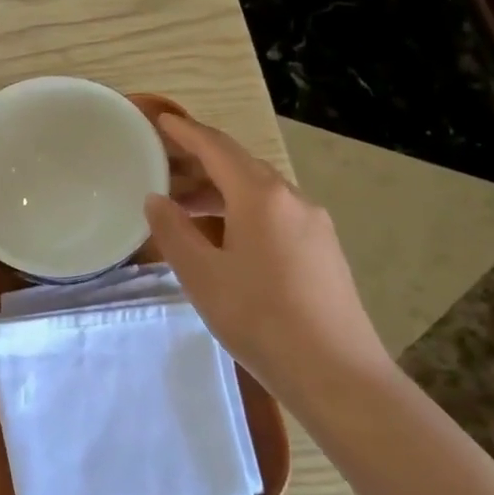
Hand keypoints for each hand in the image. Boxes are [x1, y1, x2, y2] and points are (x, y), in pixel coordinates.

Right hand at [144, 113, 387, 399]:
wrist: (336, 373)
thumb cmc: (259, 318)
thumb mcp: (202, 274)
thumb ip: (173, 230)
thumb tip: (157, 199)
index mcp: (261, 196)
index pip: (217, 148)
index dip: (186, 132)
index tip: (160, 120)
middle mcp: (292, 199)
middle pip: (239, 166)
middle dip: (199, 162)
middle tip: (161, 166)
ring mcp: (313, 224)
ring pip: (258, 192)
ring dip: (219, 191)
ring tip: (182, 207)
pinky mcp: (322, 249)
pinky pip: (274, 214)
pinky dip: (241, 212)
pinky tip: (221, 238)